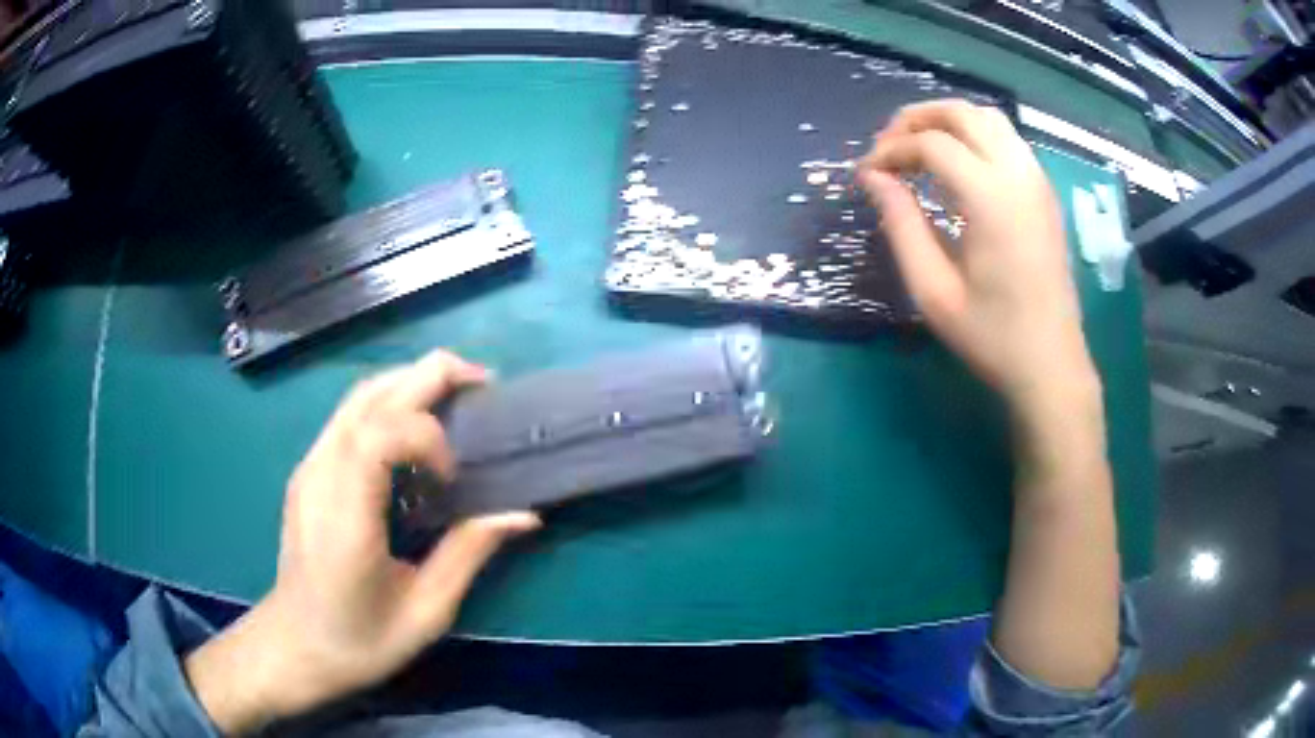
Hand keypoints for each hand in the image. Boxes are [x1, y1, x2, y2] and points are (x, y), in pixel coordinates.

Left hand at [185, 351, 540, 733]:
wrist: (296, 646)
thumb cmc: (360, 641)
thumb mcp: (425, 613)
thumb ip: (469, 554)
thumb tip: (522, 514)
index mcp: (345, 516)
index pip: (380, 433)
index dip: (428, 437)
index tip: (454, 477)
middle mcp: (320, 475)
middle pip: (370, 396)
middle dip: (430, 375)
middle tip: (482, 383)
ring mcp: (309, 467)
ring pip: (358, 396)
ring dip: (410, 383)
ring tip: (457, 397)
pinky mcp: (309, 470)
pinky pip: (350, 417)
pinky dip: (391, 405)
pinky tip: (417, 432)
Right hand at [858, 100, 1099, 413]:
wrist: (1051, 366)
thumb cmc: (991, 336)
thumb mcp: (933, 290)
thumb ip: (900, 224)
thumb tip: (872, 177)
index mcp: (991, 199)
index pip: (931, 144)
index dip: (891, 150)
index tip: (866, 174)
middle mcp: (1018, 175)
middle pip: (962, 114)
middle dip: (916, 119)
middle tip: (887, 148)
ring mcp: (1037, 181)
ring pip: (988, 118)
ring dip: (948, 121)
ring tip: (919, 148)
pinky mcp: (1045, 193)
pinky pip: (1007, 140)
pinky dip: (974, 136)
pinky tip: (957, 166)